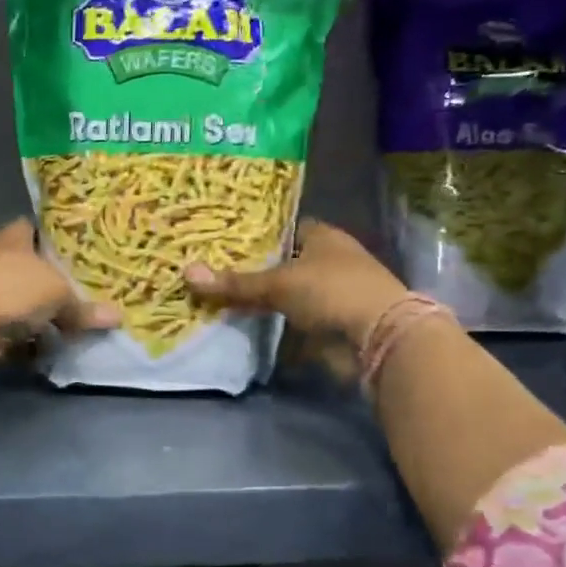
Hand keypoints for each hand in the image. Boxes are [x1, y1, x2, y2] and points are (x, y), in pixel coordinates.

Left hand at [0, 219, 119, 363]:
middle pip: (31, 267)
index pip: (36, 228)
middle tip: (84, 291)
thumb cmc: (13, 288)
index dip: (55, 237)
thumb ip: (84, 306)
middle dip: (53, 281)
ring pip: (23, 300)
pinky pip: (15, 328)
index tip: (78, 250)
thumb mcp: (58, 293)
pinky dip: (30, 338)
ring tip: (74, 323)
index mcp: (15, 237)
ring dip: (42, 313)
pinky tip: (51, 345)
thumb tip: (117, 317)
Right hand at [184, 219, 405, 345]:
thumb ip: (235, 282)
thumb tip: (186, 273)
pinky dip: (275, 329)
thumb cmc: (332, 291)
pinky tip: (244, 329)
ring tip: (220, 300)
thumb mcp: (278, 283)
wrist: (379, 338)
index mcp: (323, 237)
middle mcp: (330, 262)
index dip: (258, 234)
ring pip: (288, 296)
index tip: (225, 241)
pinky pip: (293, 325)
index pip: (286, 228)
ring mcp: (332, 296)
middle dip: (255, 271)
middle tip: (214, 272)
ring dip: (264, 303)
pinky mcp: (331, 327)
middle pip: (285, 264)